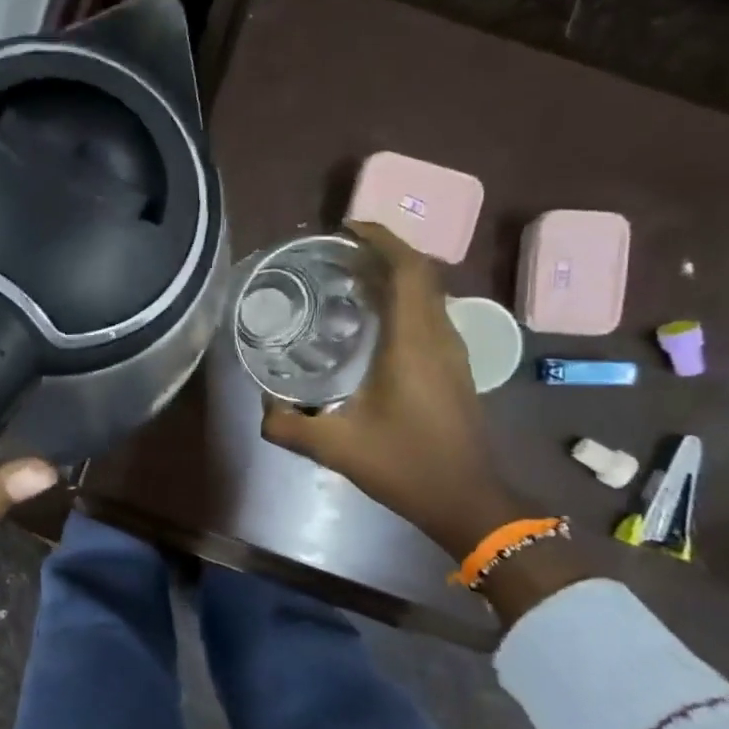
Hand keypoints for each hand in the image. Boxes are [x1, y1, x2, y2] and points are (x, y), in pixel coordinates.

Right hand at [260, 221, 510, 555]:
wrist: (467, 500)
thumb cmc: (406, 466)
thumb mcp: (336, 448)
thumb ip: (289, 426)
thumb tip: (262, 408)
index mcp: (414, 343)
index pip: (408, 270)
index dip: (381, 239)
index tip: (345, 228)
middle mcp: (440, 336)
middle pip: (420, 273)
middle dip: (382, 252)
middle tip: (337, 254)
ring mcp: (453, 351)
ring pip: (429, 293)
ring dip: (395, 276)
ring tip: (349, 280)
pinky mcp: (455, 367)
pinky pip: (430, 314)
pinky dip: (403, 301)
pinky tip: (372, 323)